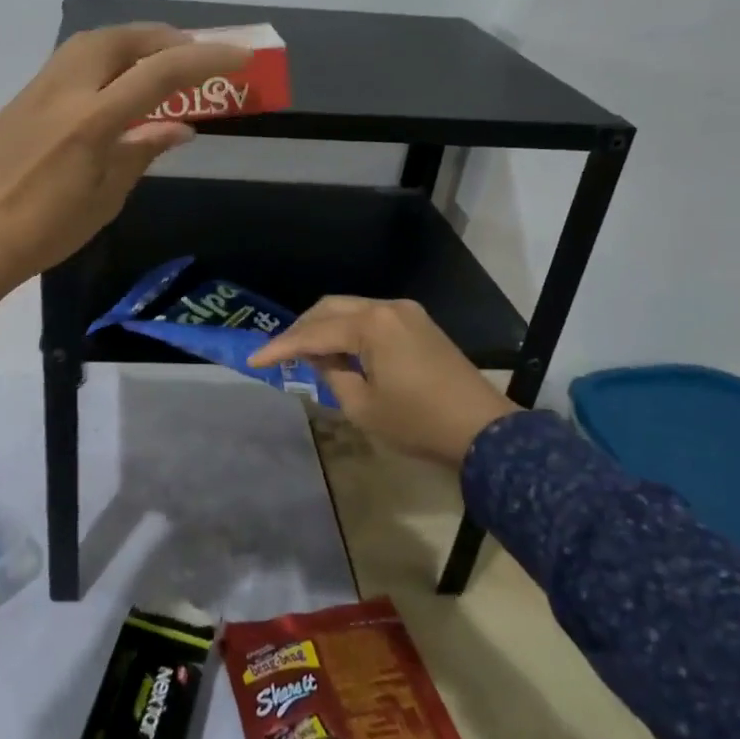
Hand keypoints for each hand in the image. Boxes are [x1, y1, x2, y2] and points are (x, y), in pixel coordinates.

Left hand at [0, 24, 250, 319]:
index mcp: (91, 121)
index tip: (239, 56)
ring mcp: (37, 89)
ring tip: (154, 61)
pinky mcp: (21, 98)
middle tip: (191, 54)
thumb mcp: (106, 197)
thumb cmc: (46, 230)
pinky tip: (112, 82)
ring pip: (90, 42)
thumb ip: (142, 151)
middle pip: (121, 40)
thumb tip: (180, 127)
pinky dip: (102, 56)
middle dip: (163, 38)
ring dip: (130, 41)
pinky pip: (69, 60)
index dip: (204, 60)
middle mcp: (64, 91)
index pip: (159, 74)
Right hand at [247, 297, 517, 466]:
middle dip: (301, 330)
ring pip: (350, 310)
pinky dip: (349, 330)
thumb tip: (321, 359)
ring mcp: (406, 312)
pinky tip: (340, 352)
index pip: (313, 333)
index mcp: (371, 324)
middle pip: (329, 308)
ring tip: (307, 355)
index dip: (281, 348)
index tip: (254, 361)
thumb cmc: (418, 423)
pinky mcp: (418, 324)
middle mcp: (387, 307)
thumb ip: (331, 375)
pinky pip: (371, 318)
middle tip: (280, 354)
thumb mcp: (362, 406)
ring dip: (325, 328)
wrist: (484, 431)